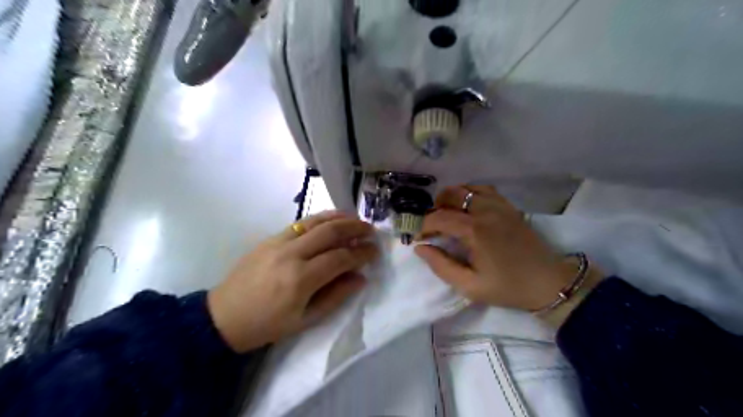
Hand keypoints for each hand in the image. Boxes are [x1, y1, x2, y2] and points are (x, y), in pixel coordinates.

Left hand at [206, 212, 378, 350]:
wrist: (224, 316)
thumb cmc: (267, 325)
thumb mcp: (305, 320)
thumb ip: (336, 296)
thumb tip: (361, 277)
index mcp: (300, 280)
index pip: (340, 258)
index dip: (362, 253)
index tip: (375, 251)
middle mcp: (291, 254)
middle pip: (330, 232)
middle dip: (355, 229)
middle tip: (371, 231)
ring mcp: (279, 242)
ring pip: (315, 221)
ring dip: (340, 218)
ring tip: (356, 219)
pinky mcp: (270, 237)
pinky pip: (300, 223)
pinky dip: (320, 218)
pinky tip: (331, 219)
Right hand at [416, 185, 589, 312]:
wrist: (549, 282)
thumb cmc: (507, 287)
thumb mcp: (469, 286)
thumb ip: (441, 265)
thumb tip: (420, 248)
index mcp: (474, 230)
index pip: (438, 217)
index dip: (422, 226)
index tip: (417, 237)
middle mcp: (485, 210)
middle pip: (451, 194)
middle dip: (435, 208)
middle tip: (432, 226)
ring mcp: (499, 205)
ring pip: (467, 188)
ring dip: (451, 198)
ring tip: (447, 215)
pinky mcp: (509, 206)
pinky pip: (484, 189)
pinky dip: (470, 193)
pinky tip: (468, 208)